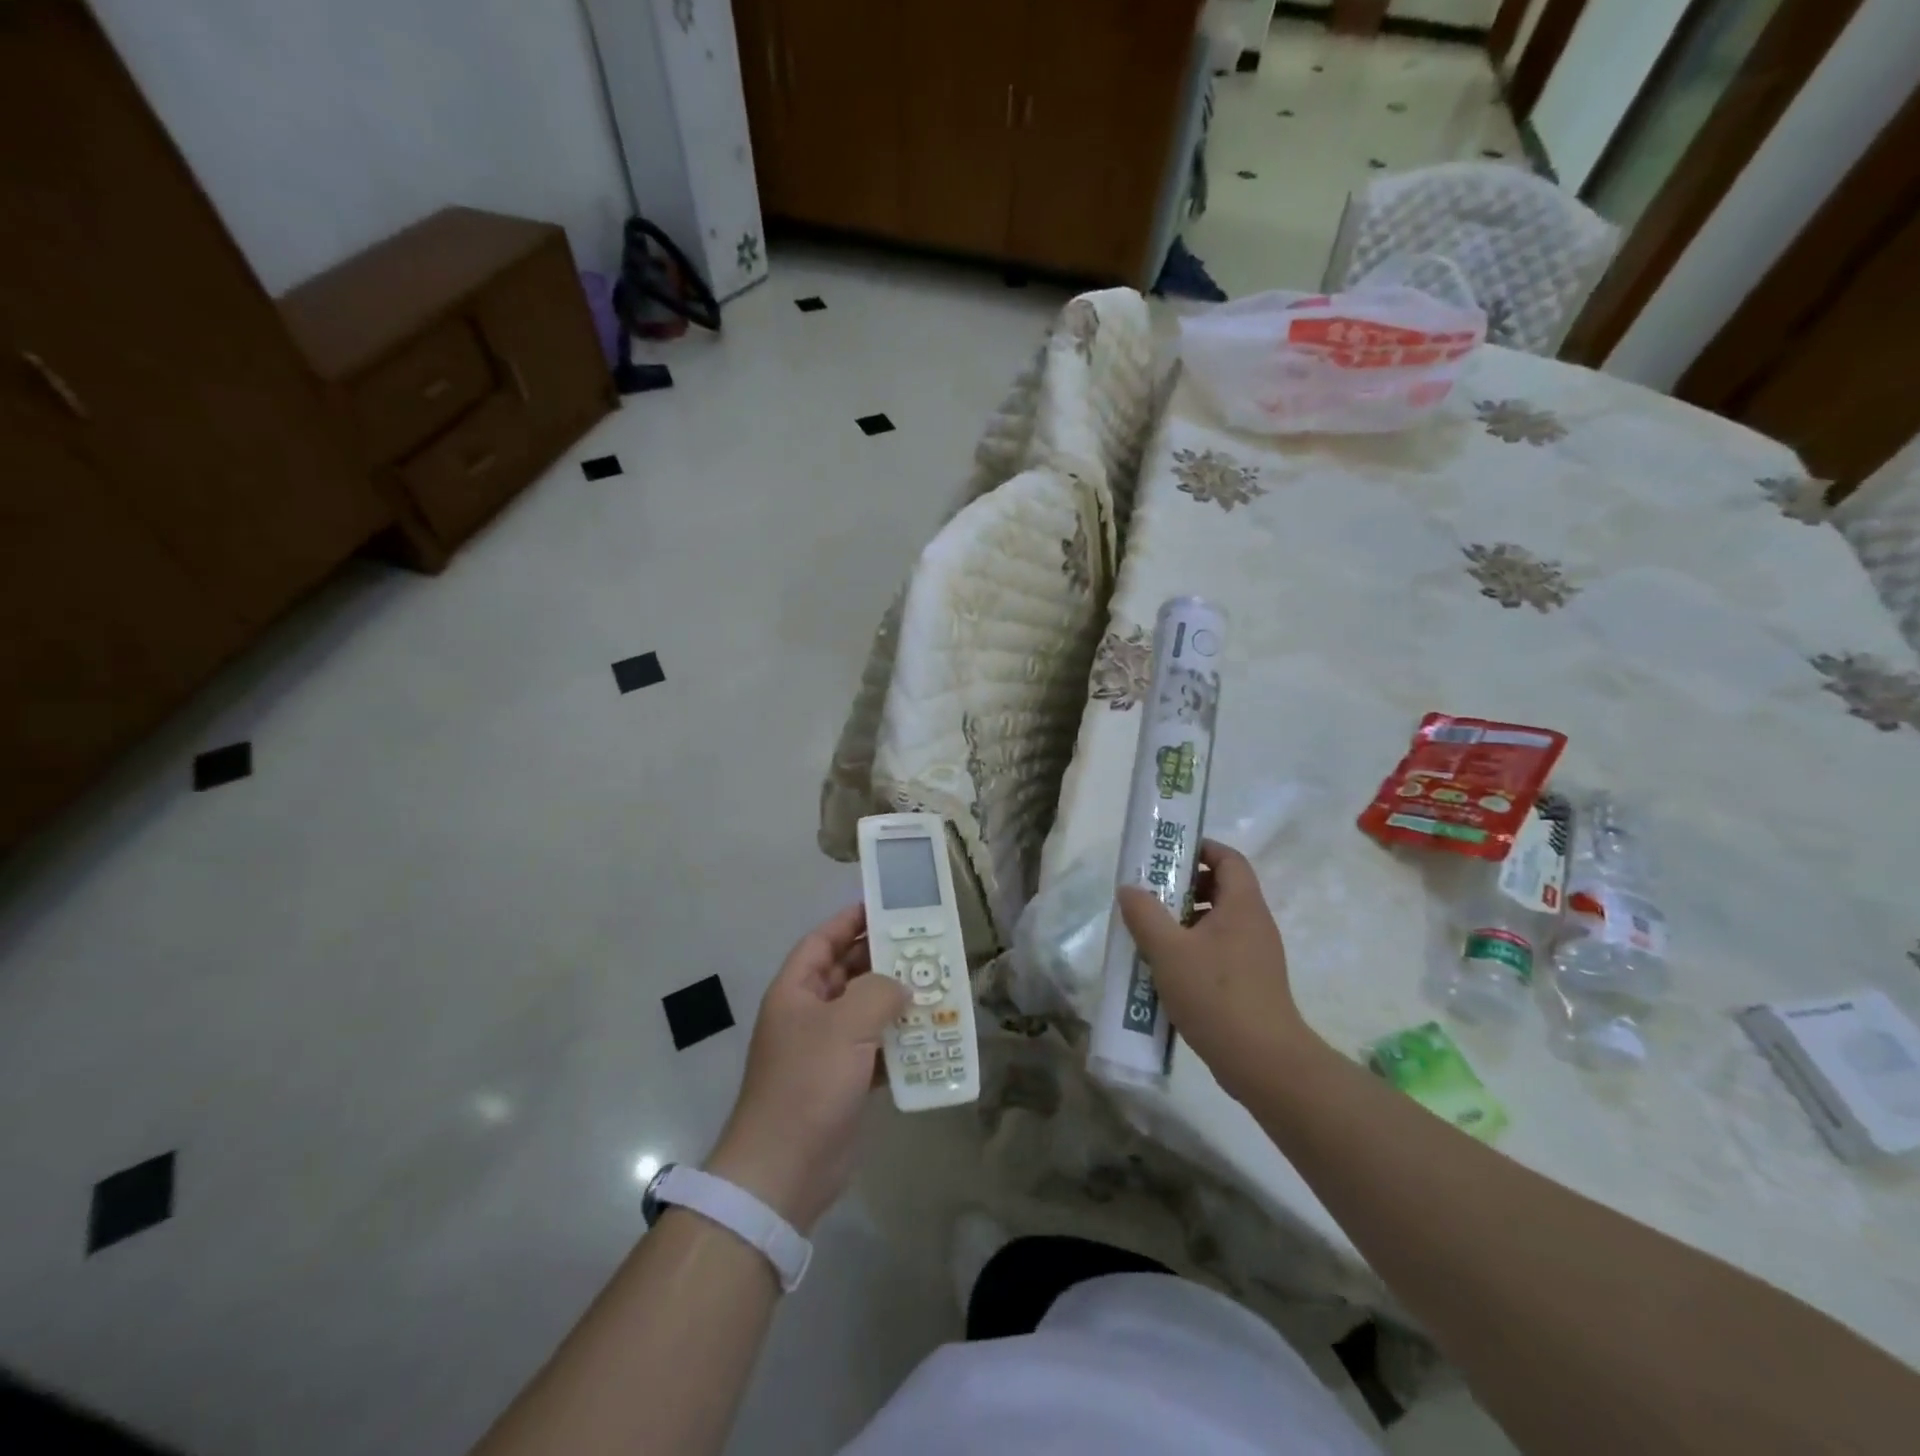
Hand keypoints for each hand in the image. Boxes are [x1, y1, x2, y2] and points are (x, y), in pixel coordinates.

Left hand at [707, 904, 907, 1232]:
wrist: (785, 1170)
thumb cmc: (808, 1083)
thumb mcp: (845, 1025)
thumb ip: (878, 992)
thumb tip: (901, 986)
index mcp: (796, 991)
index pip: (822, 941)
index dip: (849, 921)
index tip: (884, 907)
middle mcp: (809, 1014)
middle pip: (848, 973)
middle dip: (883, 959)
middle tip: (925, 946)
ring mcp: (826, 1049)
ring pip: (865, 1011)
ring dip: (896, 1000)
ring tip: (935, 985)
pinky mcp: (843, 1081)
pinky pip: (876, 1048)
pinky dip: (899, 1041)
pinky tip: (930, 1035)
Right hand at [1117, 840, 1313, 1100]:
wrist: (1264, 1062)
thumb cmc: (1216, 994)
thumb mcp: (1168, 950)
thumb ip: (1144, 914)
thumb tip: (1129, 888)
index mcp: (1243, 905)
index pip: (1229, 858)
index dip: (1200, 848)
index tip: (1167, 855)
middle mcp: (1255, 924)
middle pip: (1222, 888)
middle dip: (1184, 887)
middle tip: (1150, 895)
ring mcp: (1256, 956)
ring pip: (1218, 922)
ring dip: (1185, 921)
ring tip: (1151, 933)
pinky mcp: (1252, 983)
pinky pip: (1220, 950)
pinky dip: (1194, 949)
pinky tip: (1168, 969)